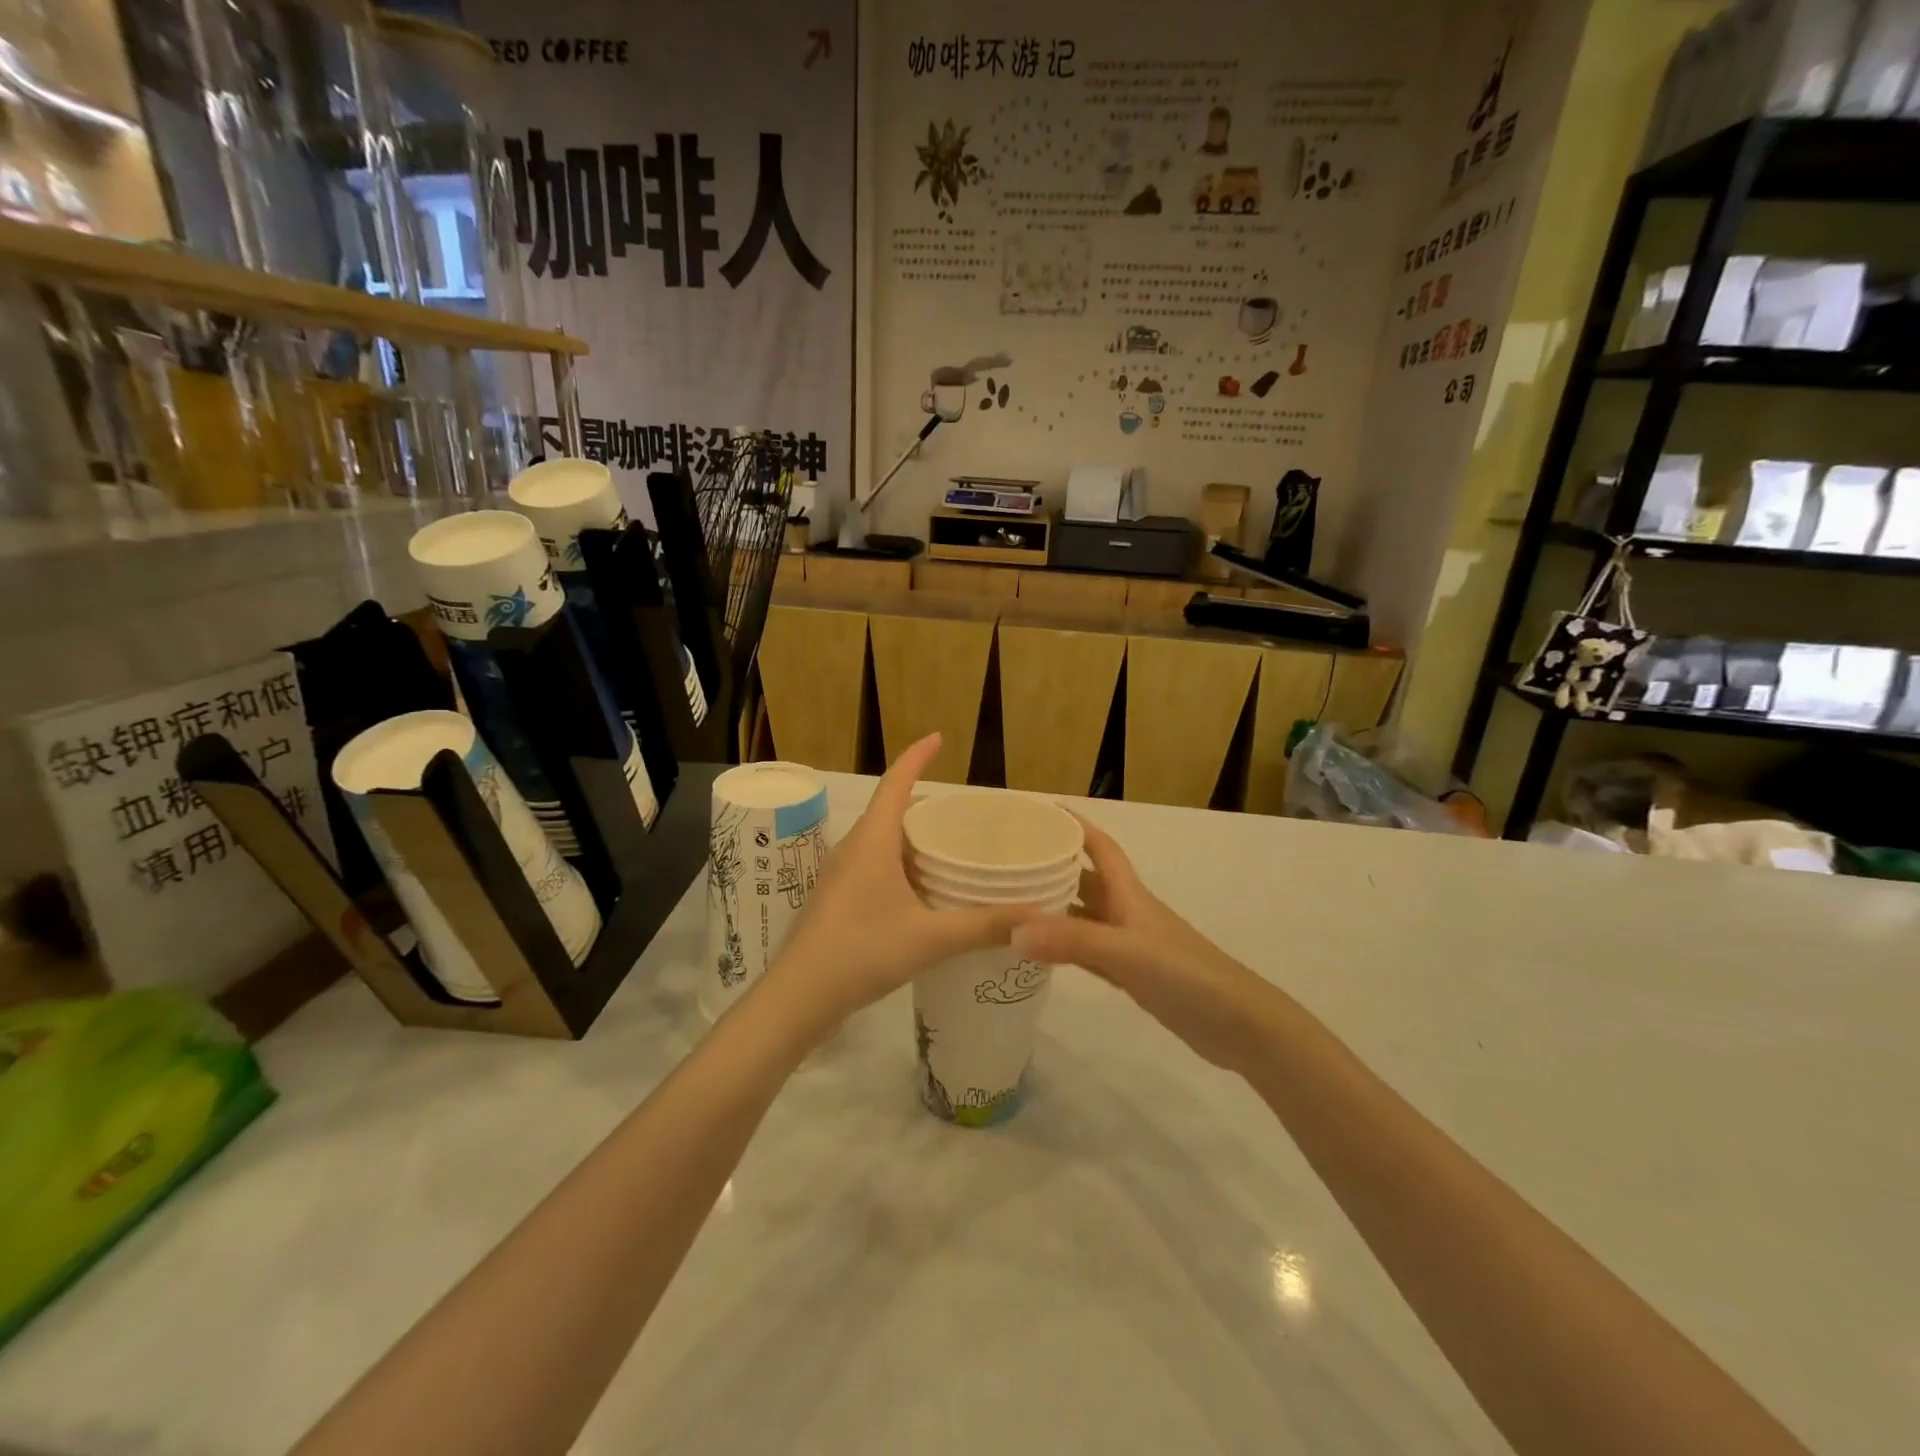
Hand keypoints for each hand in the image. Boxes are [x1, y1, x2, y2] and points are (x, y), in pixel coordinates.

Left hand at [760, 734, 1041, 1033]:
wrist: (798, 996)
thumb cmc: (861, 952)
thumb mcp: (930, 939)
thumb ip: (984, 926)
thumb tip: (1036, 917)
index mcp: (872, 841)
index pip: (896, 782)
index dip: (917, 756)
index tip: (939, 738)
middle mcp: (854, 847)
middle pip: (890, 809)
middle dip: (925, 803)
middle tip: (964, 813)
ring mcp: (841, 873)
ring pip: (881, 838)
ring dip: (912, 835)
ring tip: (950, 847)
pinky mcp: (837, 897)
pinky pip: (874, 862)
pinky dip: (901, 861)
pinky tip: (922, 889)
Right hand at [1011, 817, 1276, 1073]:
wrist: (1239, 1025)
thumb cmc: (1187, 975)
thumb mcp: (1127, 953)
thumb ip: (1073, 940)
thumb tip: (1013, 928)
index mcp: (1129, 895)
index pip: (1099, 847)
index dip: (1074, 825)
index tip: (1039, 812)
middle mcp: (1127, 912)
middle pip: (1085, 879)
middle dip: (1053, 865)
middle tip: (1010, 862)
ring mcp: (1131, 945)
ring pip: (1084, 916)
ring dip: (1055, 907)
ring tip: (1013, 903)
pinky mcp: (1133, 976)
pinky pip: (1088, 952)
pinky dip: (1064, 947)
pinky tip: (1040, 951)